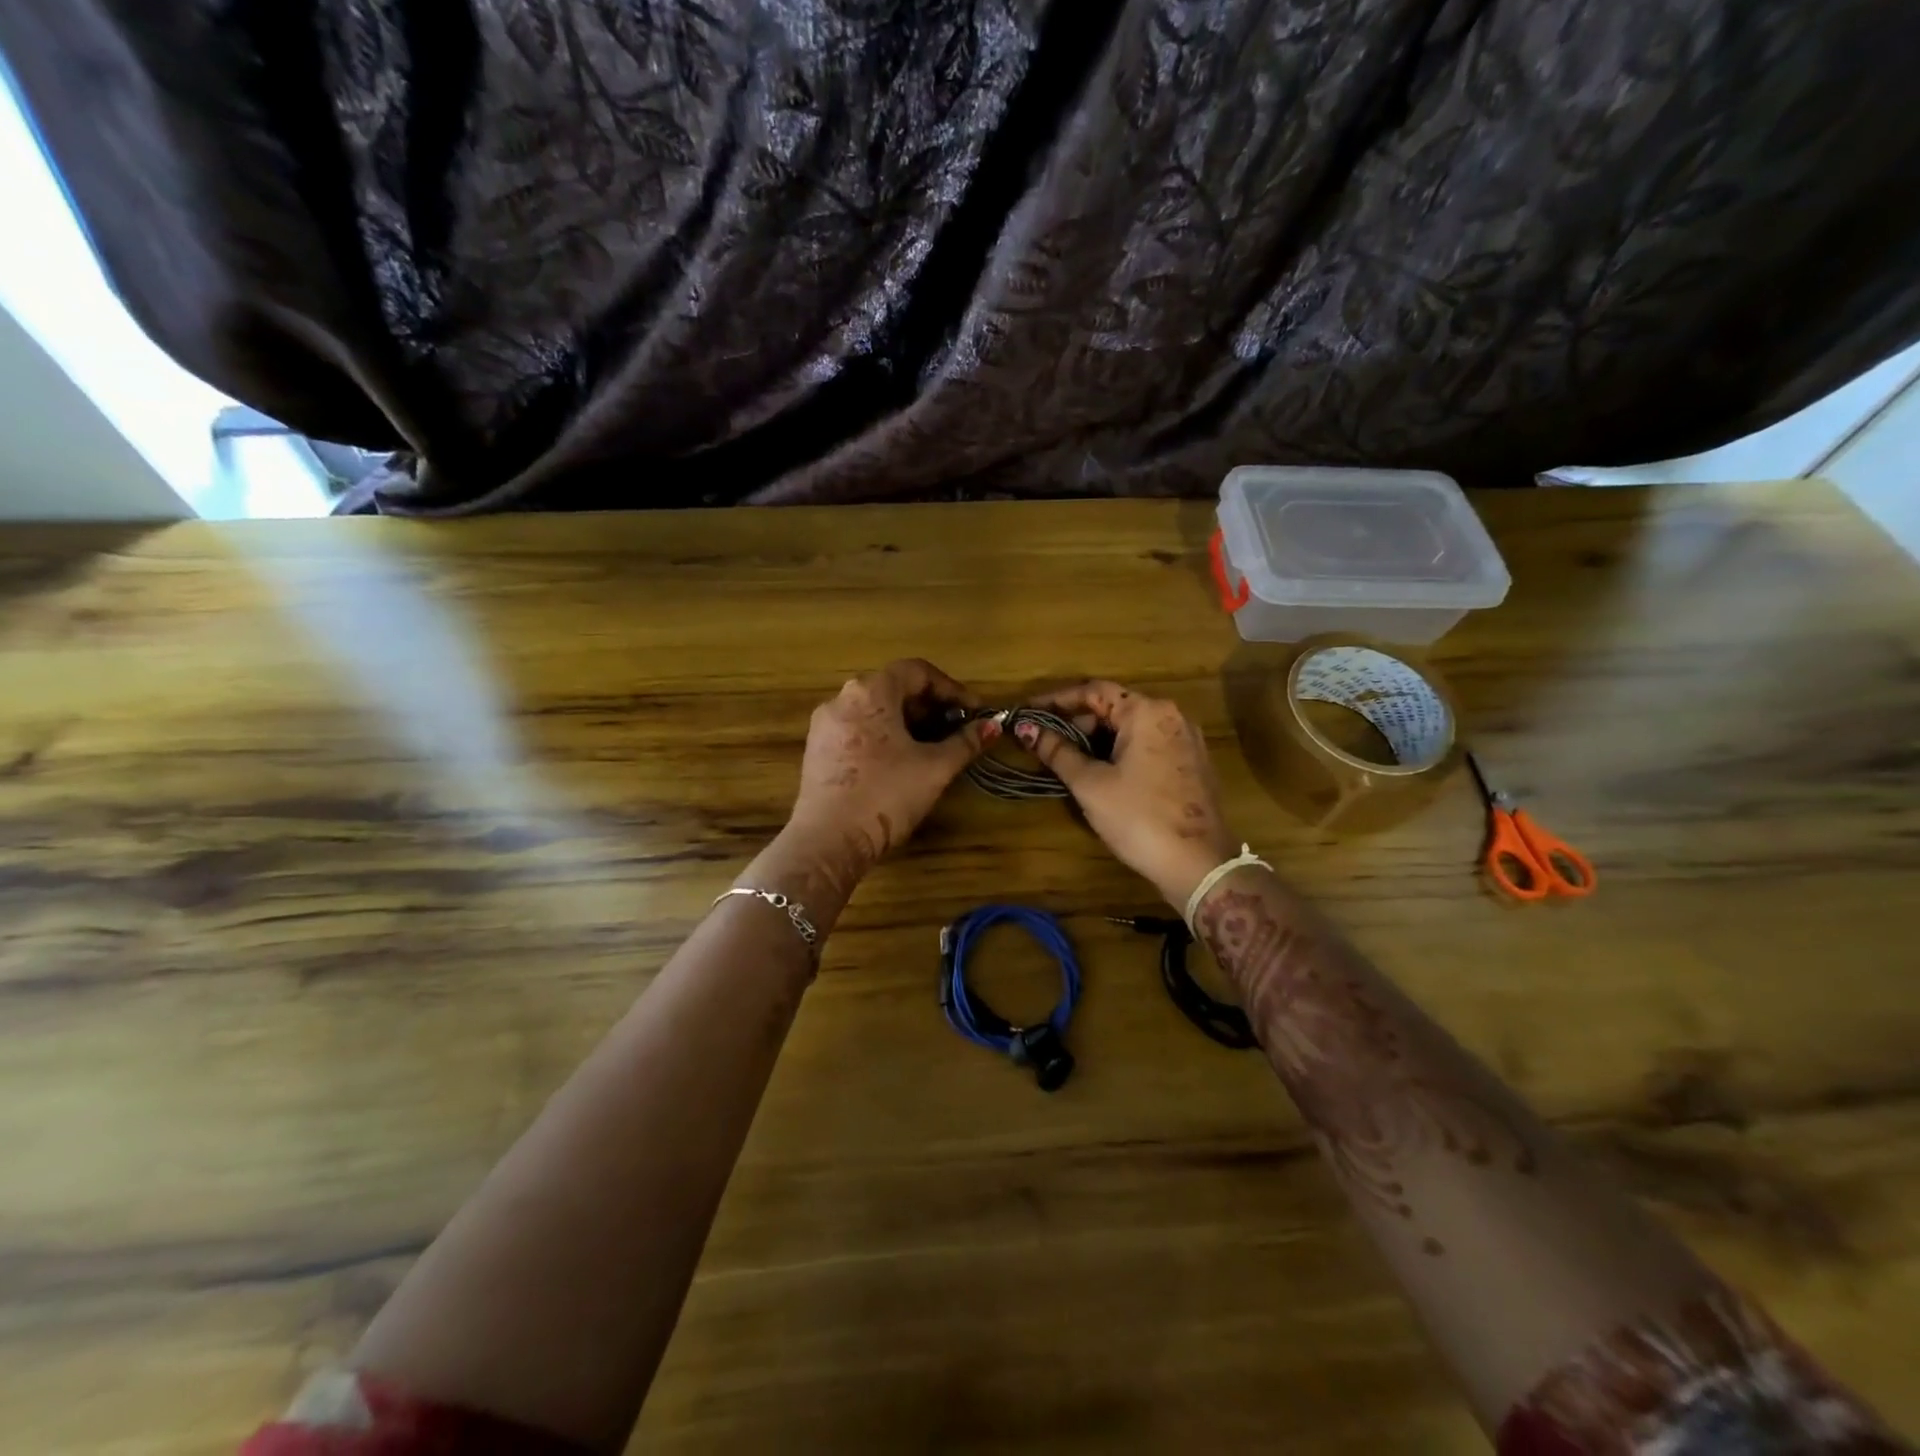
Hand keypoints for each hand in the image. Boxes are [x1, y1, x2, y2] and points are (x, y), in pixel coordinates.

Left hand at [784, 659, 996, 885]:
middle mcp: (842, 699)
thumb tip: (993, 725)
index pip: (917, 671)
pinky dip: (883, 736)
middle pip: (893, 688)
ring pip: (874, 710)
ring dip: (907, 722)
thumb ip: (966, 742)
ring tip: (932, 747)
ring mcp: (825, 725)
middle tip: (956, 730)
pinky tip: (900, 762)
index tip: (973, 712)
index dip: (951, 689)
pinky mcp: (817, 750)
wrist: (829, 841)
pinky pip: (857, 730)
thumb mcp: (935, 768)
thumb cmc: (887, 795)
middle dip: (929, 706)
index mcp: (870, 691)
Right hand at [1016, 681, 1238, 908]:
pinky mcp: (1191, 764)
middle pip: (1114, 707)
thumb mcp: (1091, 784)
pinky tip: (1101, 775)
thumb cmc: (1139, 817)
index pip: (1093, 690)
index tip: (1028, 712)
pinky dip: (1120, 753)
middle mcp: (1171, 716)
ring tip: (1067, 761)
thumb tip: (1026, 728)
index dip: (1056, 699)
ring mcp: (1186, 740)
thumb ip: (1058, 752)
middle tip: (1045, 743)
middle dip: (1076, 723)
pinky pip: (1148, 746)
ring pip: (1131, 729)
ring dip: (1097, 740)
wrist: (1199, 865)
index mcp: (1147, 712)